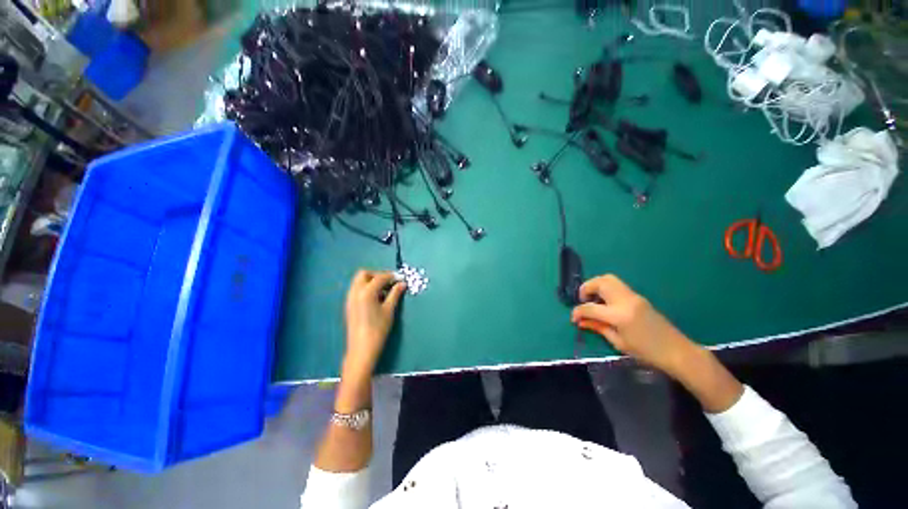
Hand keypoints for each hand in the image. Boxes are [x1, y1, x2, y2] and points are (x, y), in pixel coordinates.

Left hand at [343, 270, 405, 376]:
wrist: (361, 349)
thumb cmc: (378, 329)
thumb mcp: (389, 310)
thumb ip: (395, 294)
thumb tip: (402, 284)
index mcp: (366, 292)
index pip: (380, 277)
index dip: (392, 276)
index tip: (401, 279)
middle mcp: (355, 292)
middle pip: (365, 274)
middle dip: (378, 275)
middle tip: (390, 283)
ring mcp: (350, 298)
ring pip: (359, 281)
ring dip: (372, 281)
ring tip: (384, 291)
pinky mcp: (349, 305)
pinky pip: (357, 289)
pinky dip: (366, 288)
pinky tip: (376, 298)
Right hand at [570, 274, 697, 379]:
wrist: (677, 351)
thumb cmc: (647, 353)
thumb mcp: (619, 342)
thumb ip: (598, 328)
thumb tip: (581, 321)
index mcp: (619, 315)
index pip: (590, 307)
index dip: (578, 312)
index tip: (573, 318)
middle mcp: (625, 300)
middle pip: (600, 282)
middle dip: (585, 288)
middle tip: (582, 300)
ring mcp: (633, 296)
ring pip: (608, 279)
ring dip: (595, 285)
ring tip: (592, 299)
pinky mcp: (638, 297)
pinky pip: (617, 285)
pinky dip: (605, 288)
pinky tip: (604, 302)